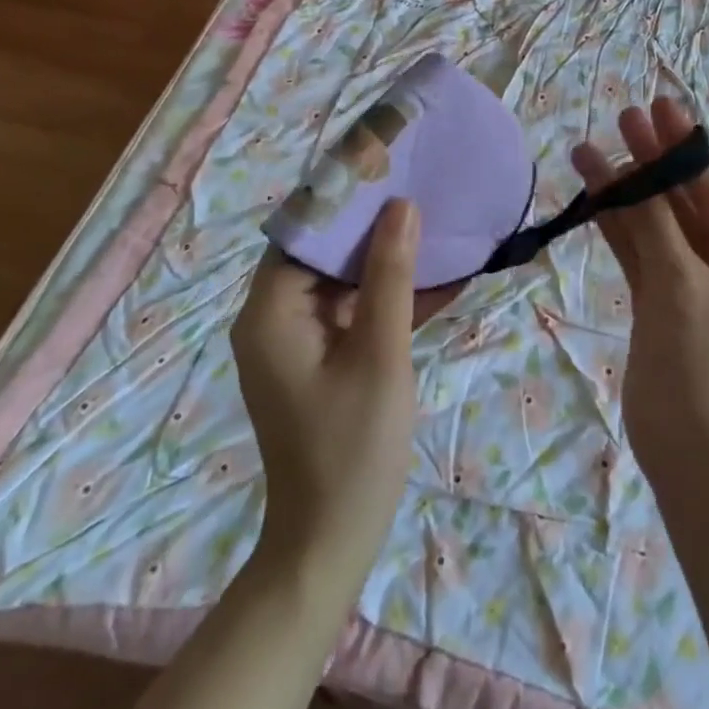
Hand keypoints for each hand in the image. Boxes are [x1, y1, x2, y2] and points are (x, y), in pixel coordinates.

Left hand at [231, 200, 424, 588]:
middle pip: (320, 253)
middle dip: (370, 223)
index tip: (385, 166)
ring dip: (385, 260)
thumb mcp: (380, 353)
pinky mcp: (318, 361)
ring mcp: (295, 343)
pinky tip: (437, 281)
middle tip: (418, 188)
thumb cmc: (353, 446)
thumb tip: (401, 206)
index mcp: (271, 313)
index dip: (341, 196)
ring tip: (434, 224)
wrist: (331, 542)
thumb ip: (390, 276)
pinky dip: (387, 299)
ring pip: (340, 282)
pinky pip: (351, 313)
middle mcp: (273, 319)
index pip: (301, 232)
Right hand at [572, 99, 708, 485]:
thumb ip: (654, 225)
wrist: (691, 457)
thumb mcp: (680, 288)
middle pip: (682, 198)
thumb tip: (634, 167)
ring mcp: (691, 278)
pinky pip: (638, 249)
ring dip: (625, 188)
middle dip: (651, 160)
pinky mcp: (661, 297)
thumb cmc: (703, 369)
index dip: (682, 146)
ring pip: (655, 221)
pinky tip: (590, 190)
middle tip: (623, 116)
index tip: (657, 106)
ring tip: (590, 147)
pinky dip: (615, 223)